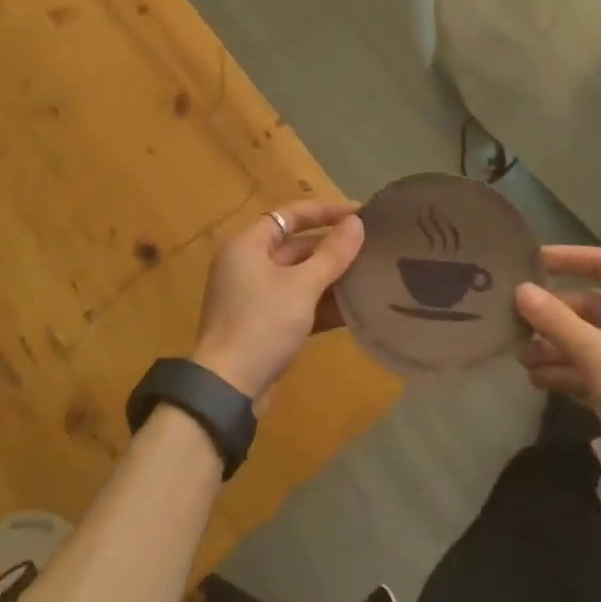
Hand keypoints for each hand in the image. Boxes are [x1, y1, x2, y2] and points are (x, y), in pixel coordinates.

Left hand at [191, 200, 364, 408]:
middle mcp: (248, 264)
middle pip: (296, 246)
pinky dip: (321, 304)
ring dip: (331, 277)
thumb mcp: (301, 286)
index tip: (360, 213)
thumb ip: (332, 254)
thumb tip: (357, 223)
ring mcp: (255, 296)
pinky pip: (297, 303)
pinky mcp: (264, 324)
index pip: (290, 215)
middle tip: (372, 247)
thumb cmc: (262, 325)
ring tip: (370, 275)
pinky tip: (355, 309)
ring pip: (299, 277)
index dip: (326, 211)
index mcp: (248, 245)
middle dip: (333, 248)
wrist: (228, 390)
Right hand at [516, 246, 600, 524]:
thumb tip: (521, 290)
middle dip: (555, 317)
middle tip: (516, 325)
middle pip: (595, 308)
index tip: (531, 263)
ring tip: (522, 360)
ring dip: (558, 347)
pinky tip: (541, 381)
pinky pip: (599, 370)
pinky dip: (572, 372)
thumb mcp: (600, 359)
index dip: (569, 258)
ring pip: (594, 341)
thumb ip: (558, 323)